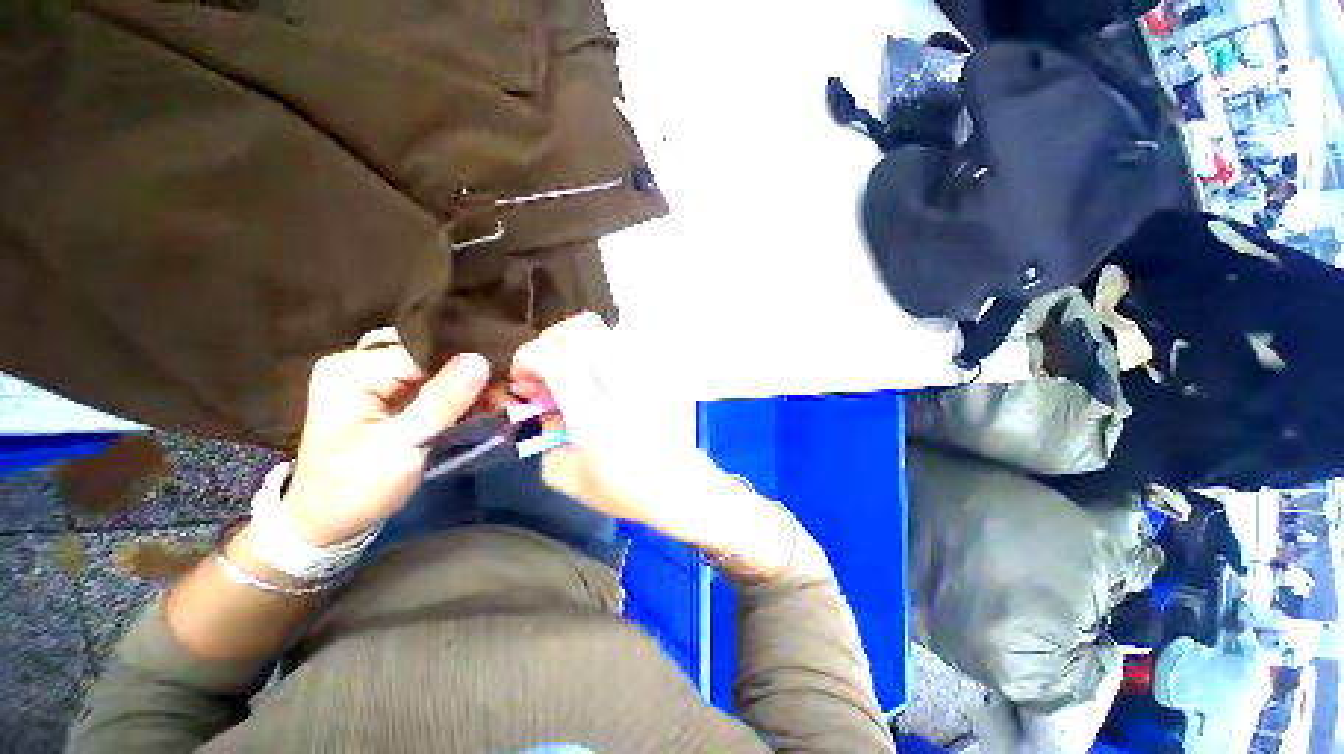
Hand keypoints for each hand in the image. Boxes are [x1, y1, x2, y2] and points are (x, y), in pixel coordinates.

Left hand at [281, 338, 489, 544]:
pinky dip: (458, 399)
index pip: (425, 352)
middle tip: (509, 396)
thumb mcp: (402, 446)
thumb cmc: (355, 489)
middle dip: (473, 378)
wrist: (325, 525)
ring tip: (502, 404)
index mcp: (353, 371)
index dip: (468, 364)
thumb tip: (480, 359)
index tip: (508, 380)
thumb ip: (441, 401)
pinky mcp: (386, 397)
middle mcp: (361, 365)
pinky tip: (482, 409)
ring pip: (436, 373)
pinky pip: (431, 388)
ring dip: (470, 390)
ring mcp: (374, 381)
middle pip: (432, 359)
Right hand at [512, 315, 810, 580]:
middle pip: (584, 328)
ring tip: (575, 371)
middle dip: (553, 339)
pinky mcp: (663, 373)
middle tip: (548, 365)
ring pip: (607, 331)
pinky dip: (603, 353)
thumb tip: (545, 402)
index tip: (524, 378)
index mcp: (597, 420)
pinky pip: (625, 346)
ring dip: (579, 345)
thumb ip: (544, 435)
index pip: (558, 360)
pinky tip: (602, 379)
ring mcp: (649, 376)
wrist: (680, 486)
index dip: (529, 357)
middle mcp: (626, 387)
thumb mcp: (566, 476)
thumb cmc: (624, 490)